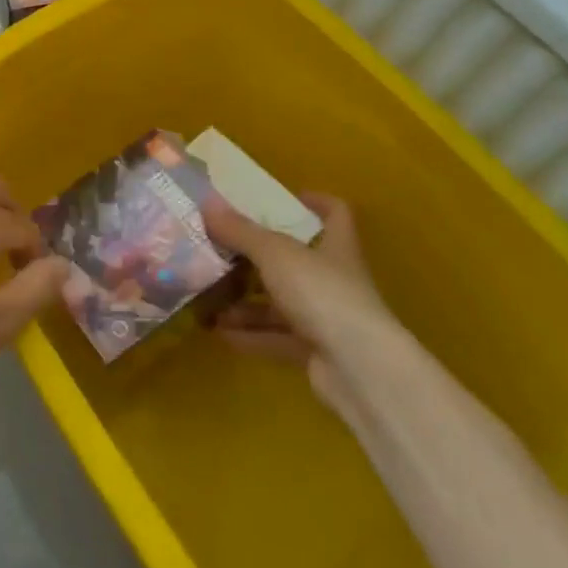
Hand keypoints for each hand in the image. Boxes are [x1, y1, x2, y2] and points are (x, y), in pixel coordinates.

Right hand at [203, 192, 400, 412]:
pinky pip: (276, 338)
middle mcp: (333, 280)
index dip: (316, 202)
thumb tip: (208, 203)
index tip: (289, 198)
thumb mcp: (275, 253)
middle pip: (295, 262)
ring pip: (280, 303)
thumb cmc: (323, 293)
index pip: (336, 214)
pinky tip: (219, 332)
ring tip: (208, 296)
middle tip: (222, 250)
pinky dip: (249, 334)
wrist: (360, 370)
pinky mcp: (315, 353)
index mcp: (335, 247)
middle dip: (257, 258)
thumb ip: (241, 231)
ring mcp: (326, 319)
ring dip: (246, 302)